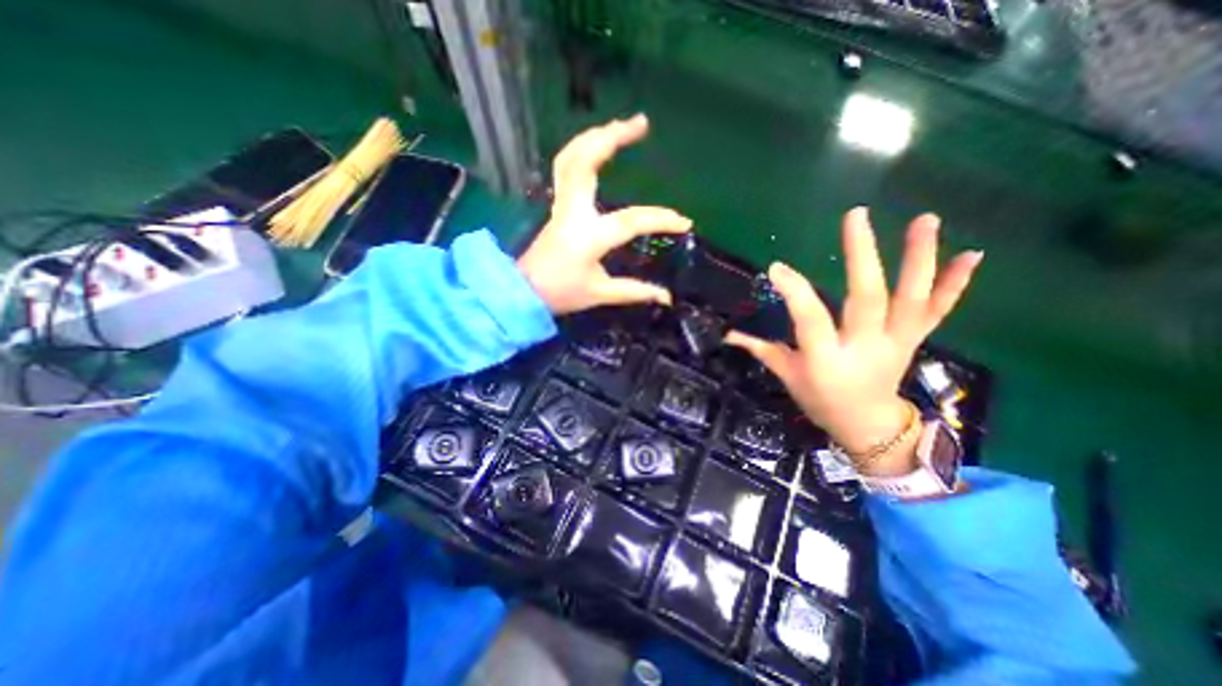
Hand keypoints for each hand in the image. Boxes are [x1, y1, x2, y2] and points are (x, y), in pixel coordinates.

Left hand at [514, 112, 689, 313]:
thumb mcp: (600, 293)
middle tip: (641, 122)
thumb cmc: (561, 294)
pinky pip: (564, 168)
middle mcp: (572, 212)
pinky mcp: (557, 206)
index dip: (660, 220)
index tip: (684, 223)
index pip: (630, 221)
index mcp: (587, 236)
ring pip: (570, 158)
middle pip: (586, 162)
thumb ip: (635, 292)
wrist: (524, 292)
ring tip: (620, 125)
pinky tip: (596, 146)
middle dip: (612, 136)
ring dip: (594, 136)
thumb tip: (667, 297)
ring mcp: (561, 205)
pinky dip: (580, 150)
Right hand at [722, 210, 979, 474]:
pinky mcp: (913, 340)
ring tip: (925, 219)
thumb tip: (728, 334)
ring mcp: (895, 342)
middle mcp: (864, 347)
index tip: (777, 267)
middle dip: (861, 256)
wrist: (867, 425)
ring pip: (911, 299)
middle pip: (866, 298)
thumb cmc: (820, 400)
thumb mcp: (787, 376)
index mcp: (826, 359)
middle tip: (856, 216)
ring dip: (919, 259)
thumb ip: (760, 349)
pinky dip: (955, 284)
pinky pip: (936, 311)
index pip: (810, 318)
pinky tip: (972, 254)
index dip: (794, 291)